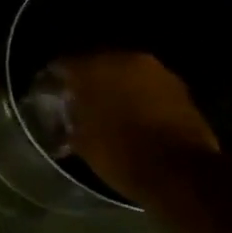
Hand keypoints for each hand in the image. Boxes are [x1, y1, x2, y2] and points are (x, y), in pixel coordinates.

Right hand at [55, 52, 224, 207]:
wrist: (182, 174)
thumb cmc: (121, 153)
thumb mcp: (81, 141)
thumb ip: (69, 119)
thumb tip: (65, 117)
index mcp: (93, 66)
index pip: (61, 65)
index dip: (53, 81)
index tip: (49, 96)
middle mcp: (125, 59)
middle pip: (97, 65)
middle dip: (88, 82)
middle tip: (79, 103)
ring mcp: (158, 73)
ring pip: (126, 75)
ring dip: (117, 89)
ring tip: (108, 113)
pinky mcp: (182, 91)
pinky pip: (149, 89)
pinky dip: (140, 100)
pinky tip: (134, 119)